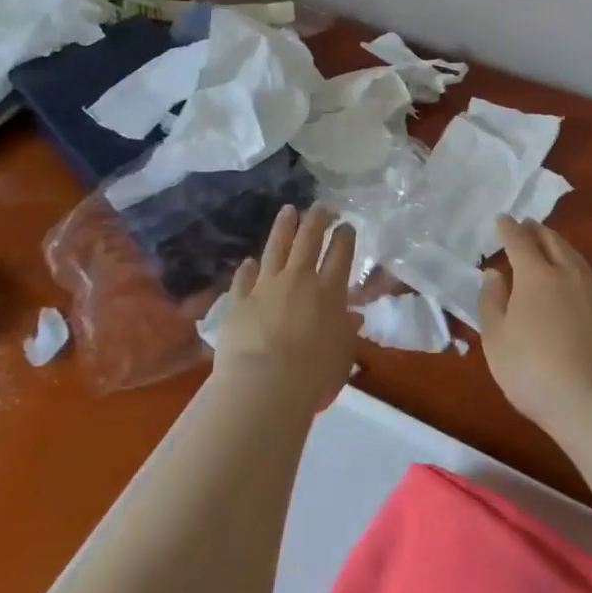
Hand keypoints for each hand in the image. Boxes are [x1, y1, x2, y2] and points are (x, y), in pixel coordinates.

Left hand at [214, 205, 358, 413]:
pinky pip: (244, 278)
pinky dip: (248, 268)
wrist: (262, 386)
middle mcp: (299, 280)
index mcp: (329, 292)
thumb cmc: (313, 376)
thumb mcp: (342, 356)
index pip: (341, 254)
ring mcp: (266, 286)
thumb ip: (347, 333)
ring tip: (288, 210)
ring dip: (284, 227)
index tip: (346, 225)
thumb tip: (352, 318)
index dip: (345, 236)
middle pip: (309, 240)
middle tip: (321, 206)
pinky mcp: (239, 300)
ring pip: (276, 247)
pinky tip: (249, 261)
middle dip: (317, 219)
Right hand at [479, 217, 591, 435]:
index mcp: (536, 275)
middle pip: (553, 243)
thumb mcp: (496, 339)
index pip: (520, 242)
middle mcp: (567, 275)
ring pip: (575, 258)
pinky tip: (573, 281)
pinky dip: (575, 268)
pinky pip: (587, 278)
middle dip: (538, 231)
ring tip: (551, 244)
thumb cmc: (532, 370)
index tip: (502, 220)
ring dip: (560, 246)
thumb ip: (492, 301)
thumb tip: (494, 274)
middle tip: (528, 224)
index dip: (509, 229)